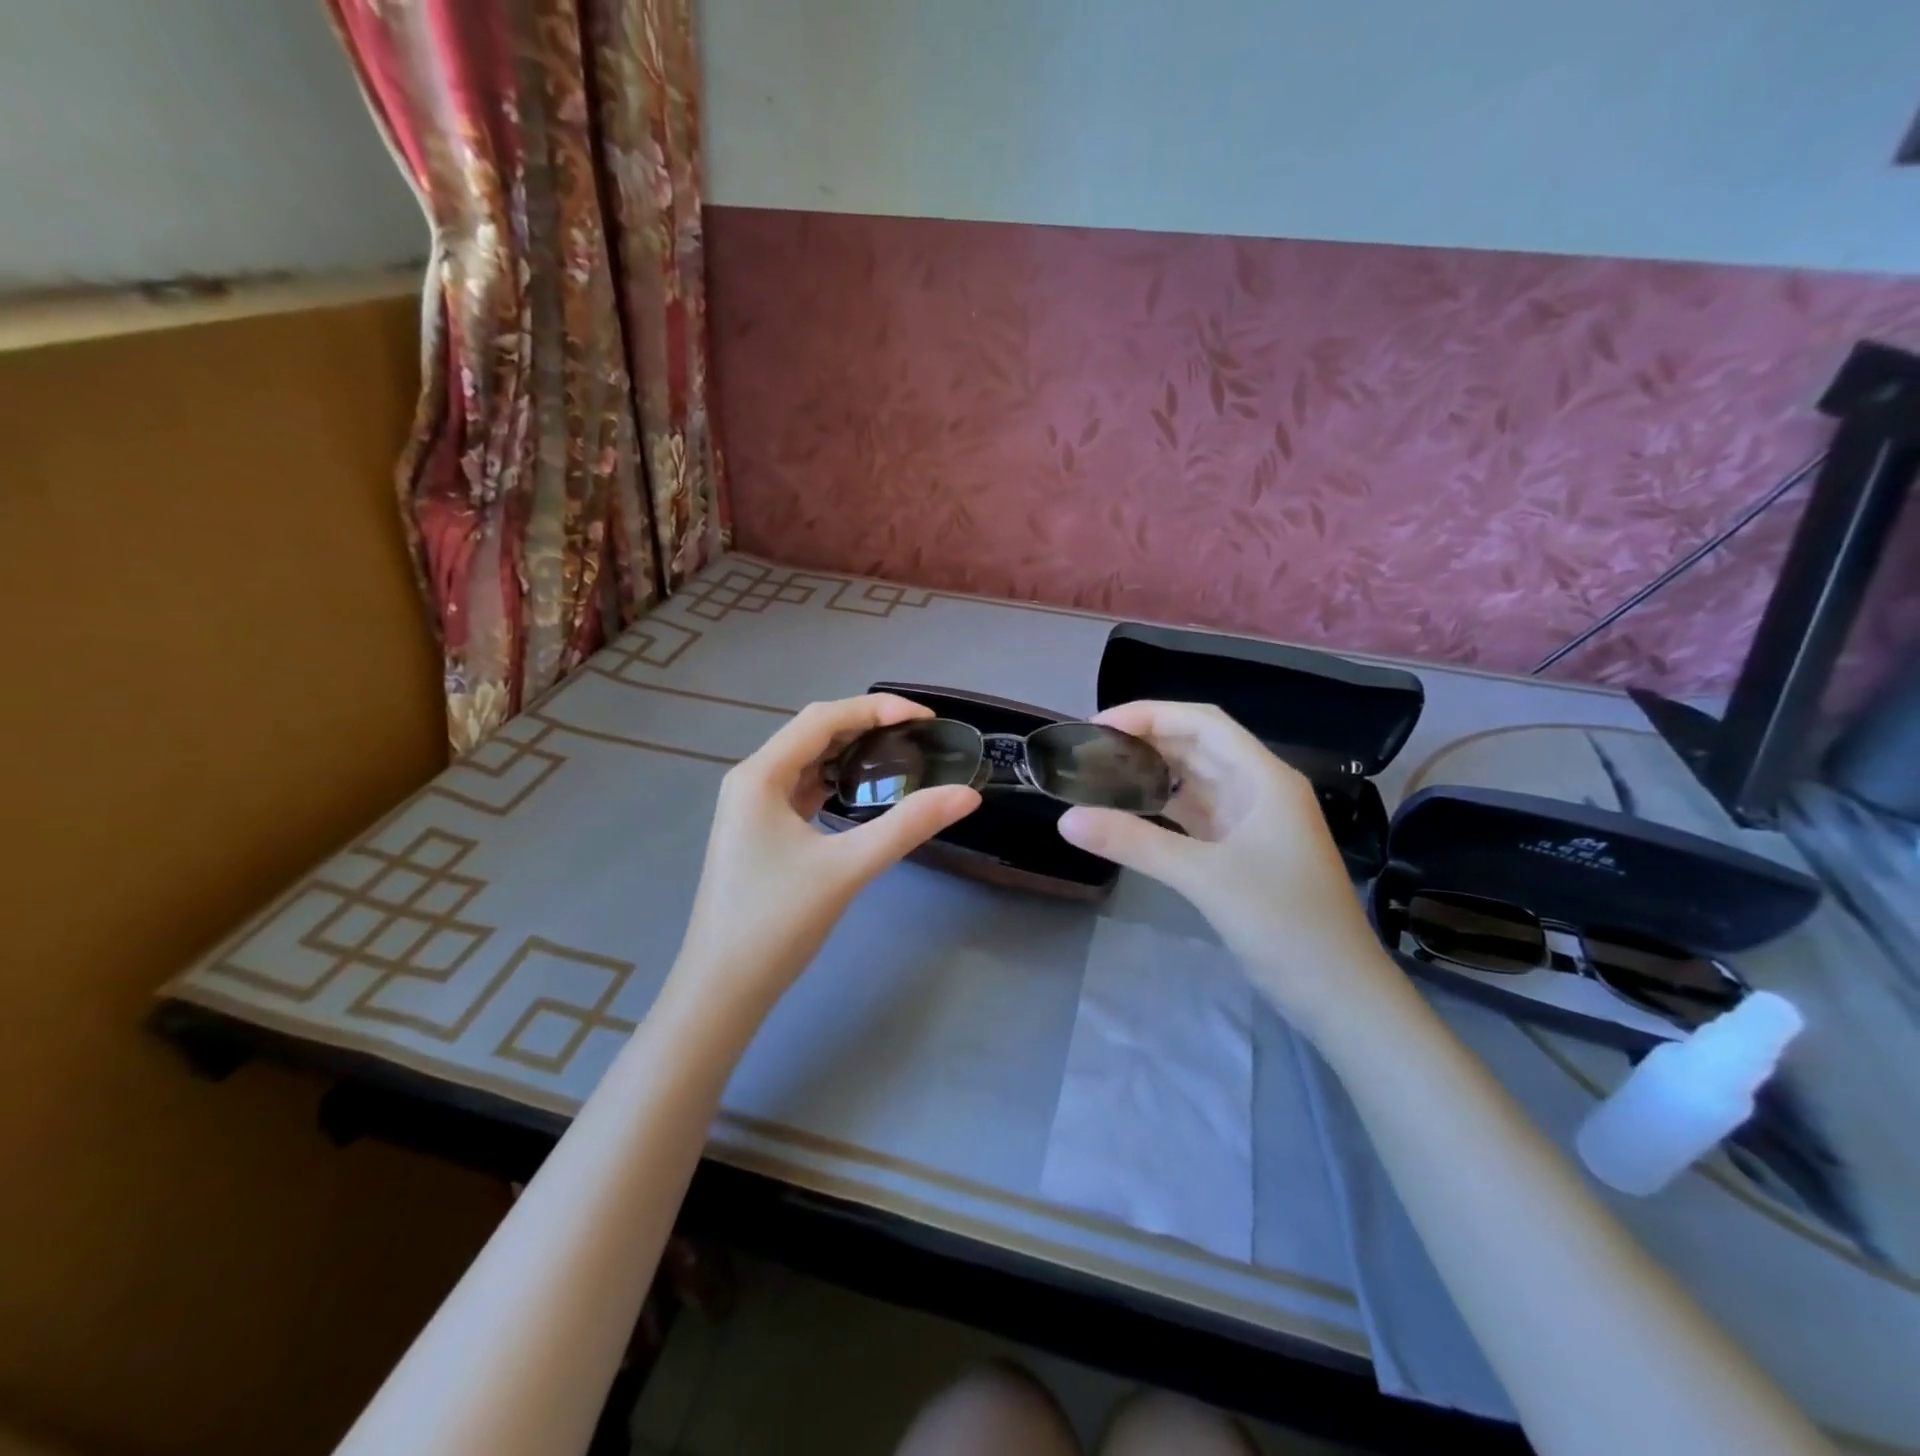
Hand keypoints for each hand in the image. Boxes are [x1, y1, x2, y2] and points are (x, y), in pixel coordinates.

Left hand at [669, 695, 980, 1017]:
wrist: (723, 989)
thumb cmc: (777, 923)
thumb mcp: (848, 868)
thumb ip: (908, 826)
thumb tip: (966, 795)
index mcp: (759, 775)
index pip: (822, 719)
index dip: (875, 708)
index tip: (924, 718)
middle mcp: (750, 780)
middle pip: (813, 734)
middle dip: (866, 726)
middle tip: (919, 736)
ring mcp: (751, 807)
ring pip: (807, 762)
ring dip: (850, 753)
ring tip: (900, 756)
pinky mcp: (759, 832)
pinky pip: (801, 789)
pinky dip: (835, 781)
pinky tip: (864, 793)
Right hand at [1057, 700, 1404, 1038]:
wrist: (1339, 993)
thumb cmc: (1285, 924)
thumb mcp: (1205, 878)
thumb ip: (1135, 844)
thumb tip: (1065, 820)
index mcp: (1264, 779)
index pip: (1203, 723)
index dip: (1150, 714)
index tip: (1098, 726)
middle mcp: (1260, 789)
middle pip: (1197, 746)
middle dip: (1146, 741)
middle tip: (1090, 751)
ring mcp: (1253, 822)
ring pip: (1195, 780)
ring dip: (1153, 773)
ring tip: (1101, 774)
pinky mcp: (1243, 851)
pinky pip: (1196, 814)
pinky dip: (1162, 808)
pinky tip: (1129, 811)